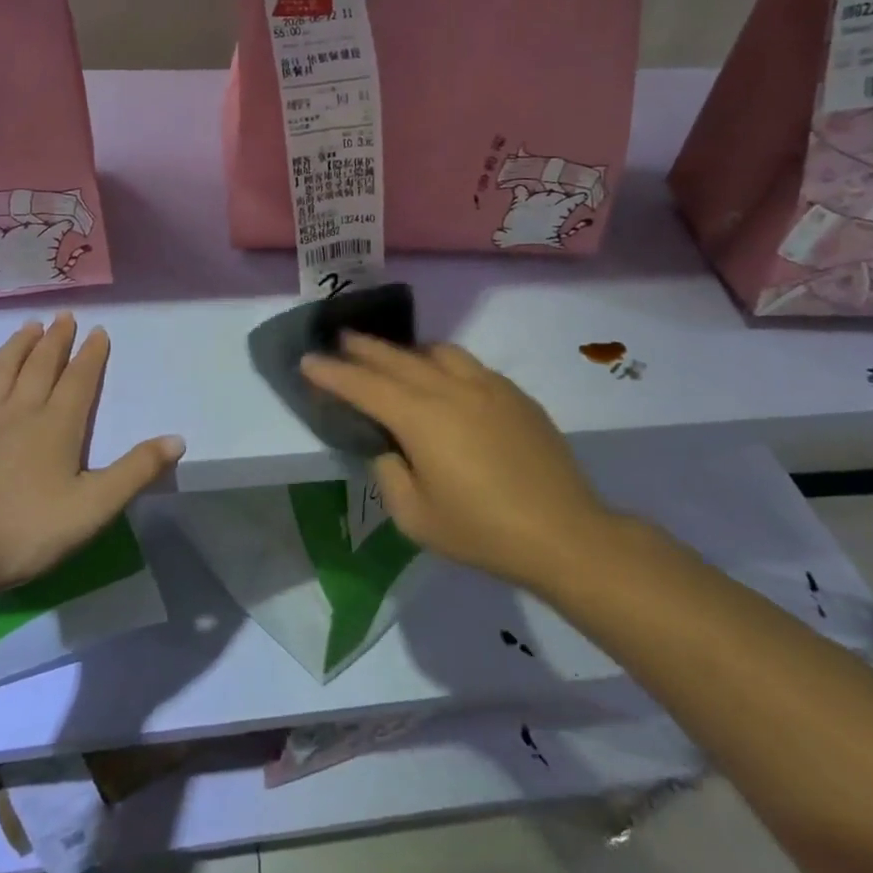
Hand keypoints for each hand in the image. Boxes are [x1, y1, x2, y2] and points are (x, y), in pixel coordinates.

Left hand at [0, 313, 184, 597]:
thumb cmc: (26, 532)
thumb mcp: (94, 508)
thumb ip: (136, 471)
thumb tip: (177, 439)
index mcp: (57, 426)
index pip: (79, 380)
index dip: (91, 355)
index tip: (98, 330)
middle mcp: (18, 411)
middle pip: (41, 366)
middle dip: (56, 340)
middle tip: (64, 316)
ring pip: (1, 369)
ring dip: (18, 345)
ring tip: (29, 325)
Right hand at [301, 334, 615, 590]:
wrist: (564, 534)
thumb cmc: (481, 531)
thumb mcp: (415, 517)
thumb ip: (390, 473)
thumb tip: (389, 447)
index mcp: (420, 417)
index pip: (364, 385)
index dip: (332, 372)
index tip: (308, 360)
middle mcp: (450, 389)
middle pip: (397, 358)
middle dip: (363, 348)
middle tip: (341, 339)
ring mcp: (488, 386)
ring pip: (437, 352)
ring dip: (407, 351)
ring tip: (394, 359)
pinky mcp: (515, 395)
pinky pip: (468, 365)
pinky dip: (443, 363)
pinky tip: (444, 381)